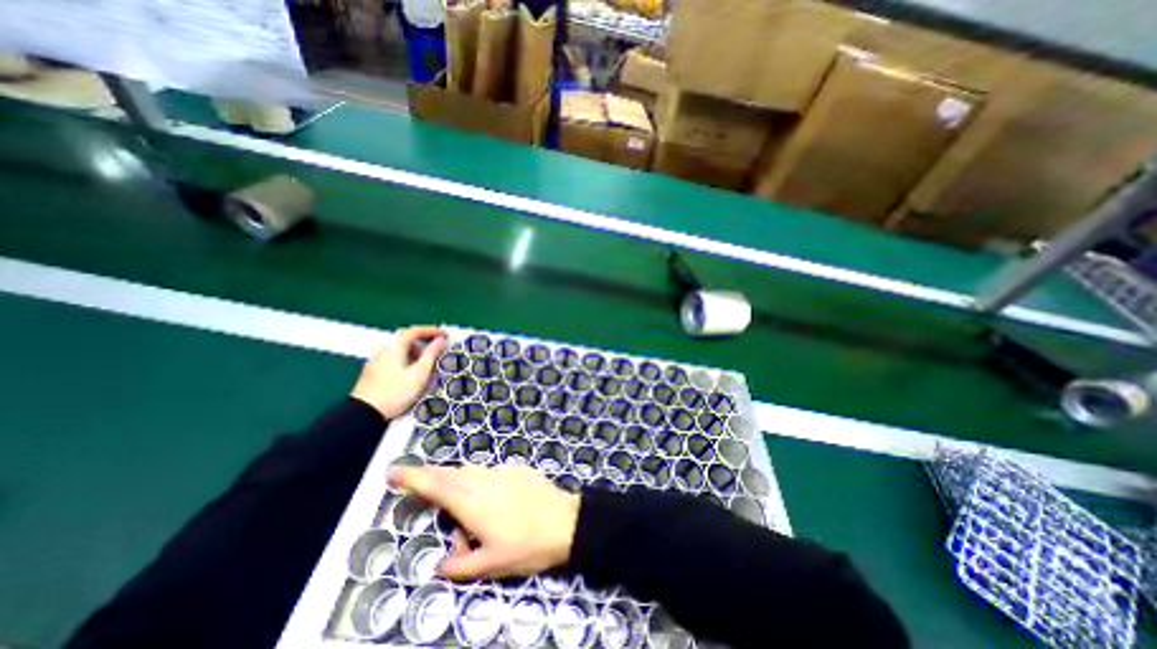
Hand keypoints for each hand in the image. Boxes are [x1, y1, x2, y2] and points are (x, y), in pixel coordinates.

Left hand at [350, 327, 444, 417]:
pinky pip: (395, 357)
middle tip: (439, 345)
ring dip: (416, 350)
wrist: (365, 413)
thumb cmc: (396, 391)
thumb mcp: (420, 372)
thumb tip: (440, 340)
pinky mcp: (374, 371)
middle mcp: (384, 349)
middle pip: (406, 338)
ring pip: (400, 349)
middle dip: (424, 340)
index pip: (415, 331)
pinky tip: (413, 369)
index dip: (432, 330)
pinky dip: (408, 358)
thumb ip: (431, 354)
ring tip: (429, 359)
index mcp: (395, 346)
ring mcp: (377, 360)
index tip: (445, 334)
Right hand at [389, 465, 584, 579]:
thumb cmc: (527, 545)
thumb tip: (442, 563)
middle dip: (432, 479)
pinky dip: (481, 484)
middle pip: (450, 474)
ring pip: (470, 472)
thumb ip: (460, 565)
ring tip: (467, 512)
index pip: (436, 485)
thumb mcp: (490, 565)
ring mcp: (502, 471)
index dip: (413, 477)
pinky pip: (490, 473)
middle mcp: (484, 480)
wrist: (566, 522)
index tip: (393, 471)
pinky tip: (495, 503)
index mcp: (472, 502)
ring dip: (459, 484)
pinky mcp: (516, 468)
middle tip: (425, 493)